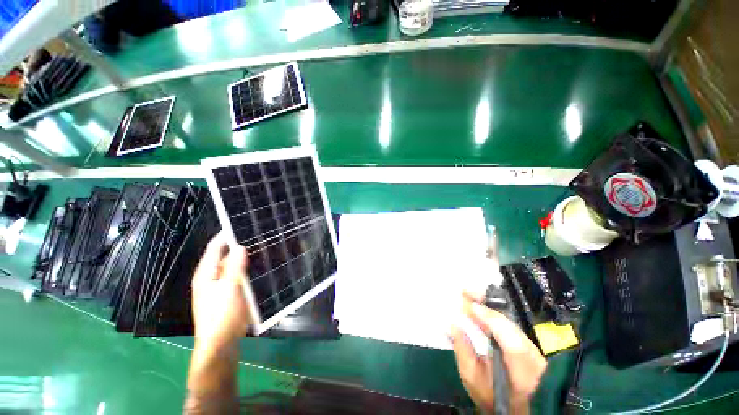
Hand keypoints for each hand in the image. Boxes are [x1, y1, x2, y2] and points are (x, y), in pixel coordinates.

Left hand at [191, 232, 254, 350]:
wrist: (221, 344)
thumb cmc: (221, 317)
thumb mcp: (228, 290)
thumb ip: (234, 268)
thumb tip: (240, 246)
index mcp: (206, 273)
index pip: (215, 247)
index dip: (227, 235)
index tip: (244, 224)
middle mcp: (213, 277)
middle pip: (226, 255)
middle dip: (241, 245)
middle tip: (260, 235)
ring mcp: (223, 285)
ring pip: (236, 265)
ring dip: (247, 257)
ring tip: (265, 246)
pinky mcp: (232, 293)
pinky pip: (241, 275)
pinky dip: (250, 269)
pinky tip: (263, 265)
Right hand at [450, 293, 546, 414]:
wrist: (515, 406)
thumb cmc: (491, 395)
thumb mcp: (472, 377)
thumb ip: (463, 351)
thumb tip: (453, 324)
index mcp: (519, 365)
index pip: (506, 334)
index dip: (487, 316)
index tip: (468, 304)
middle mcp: (528, 351)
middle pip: (507, 320)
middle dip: (485, 302)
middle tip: (464, 291)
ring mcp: (529, 346)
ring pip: (506, 318)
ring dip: (486, 305)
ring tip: (467, 295)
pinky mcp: (524, 342)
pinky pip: (505, 322)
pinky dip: (489, 312)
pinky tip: (477, 306)